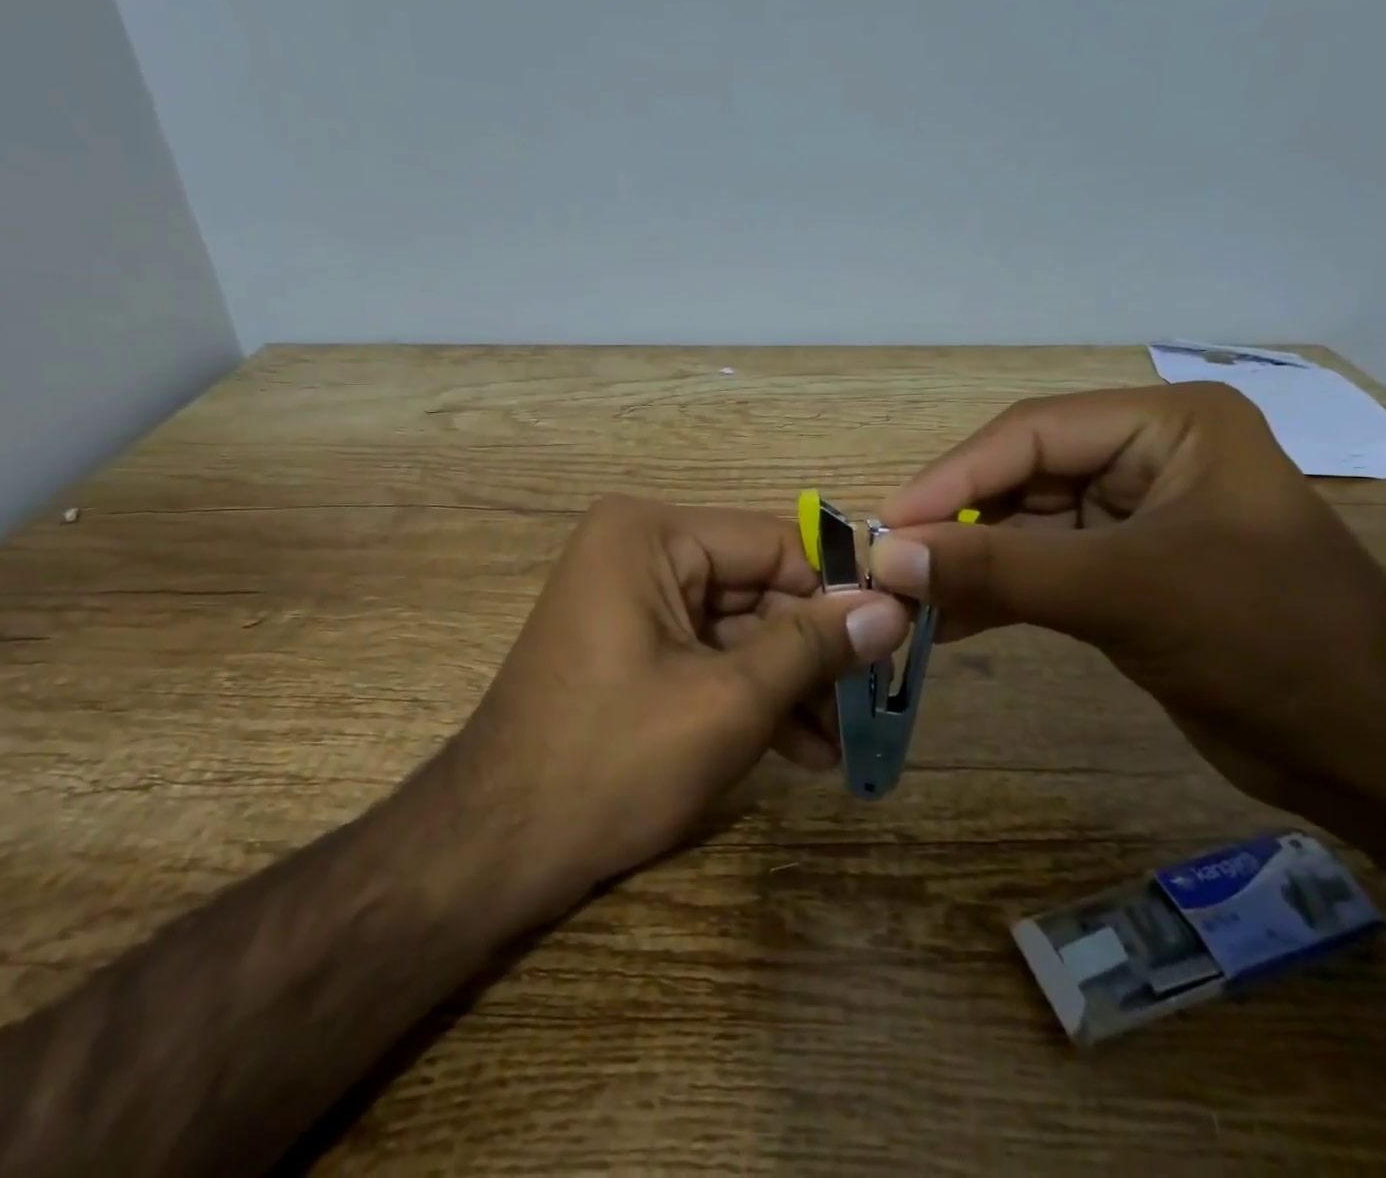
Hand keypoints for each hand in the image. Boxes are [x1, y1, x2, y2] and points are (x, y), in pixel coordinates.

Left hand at [450, 495, 908, 903]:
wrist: (491, 850)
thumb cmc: (611, 761)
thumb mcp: (728, 701)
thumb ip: (813, 646)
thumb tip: (893, 607)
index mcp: (651, 534)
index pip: (774, 544)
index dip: (838, 591)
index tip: (894, 639)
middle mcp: (639, 550)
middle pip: (757, 587)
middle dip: (812, 651)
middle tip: (871, 703)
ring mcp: (631, 598)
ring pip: (738, 627)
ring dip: (789, 682)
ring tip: (838, 744)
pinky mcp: (631, 645)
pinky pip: (706, 654)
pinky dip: (749, 695)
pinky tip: (798, 748)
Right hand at [869, 383, 1385, 817]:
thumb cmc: (1271, 641)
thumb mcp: (1125, 593)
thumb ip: (999, 570)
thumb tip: (888, 557)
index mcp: (1166, 424)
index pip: (1030, 434)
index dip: (952, 479)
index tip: (886, 525)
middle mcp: (1146, 456)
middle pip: (1020, 476)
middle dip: (955, 523)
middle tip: (887, 564)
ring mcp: (1135, 516)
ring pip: (1023, 526)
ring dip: (968, 562)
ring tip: (905, 596)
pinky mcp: (1126, 572)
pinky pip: (1041, 569)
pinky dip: (995, 593)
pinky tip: (946, 621)